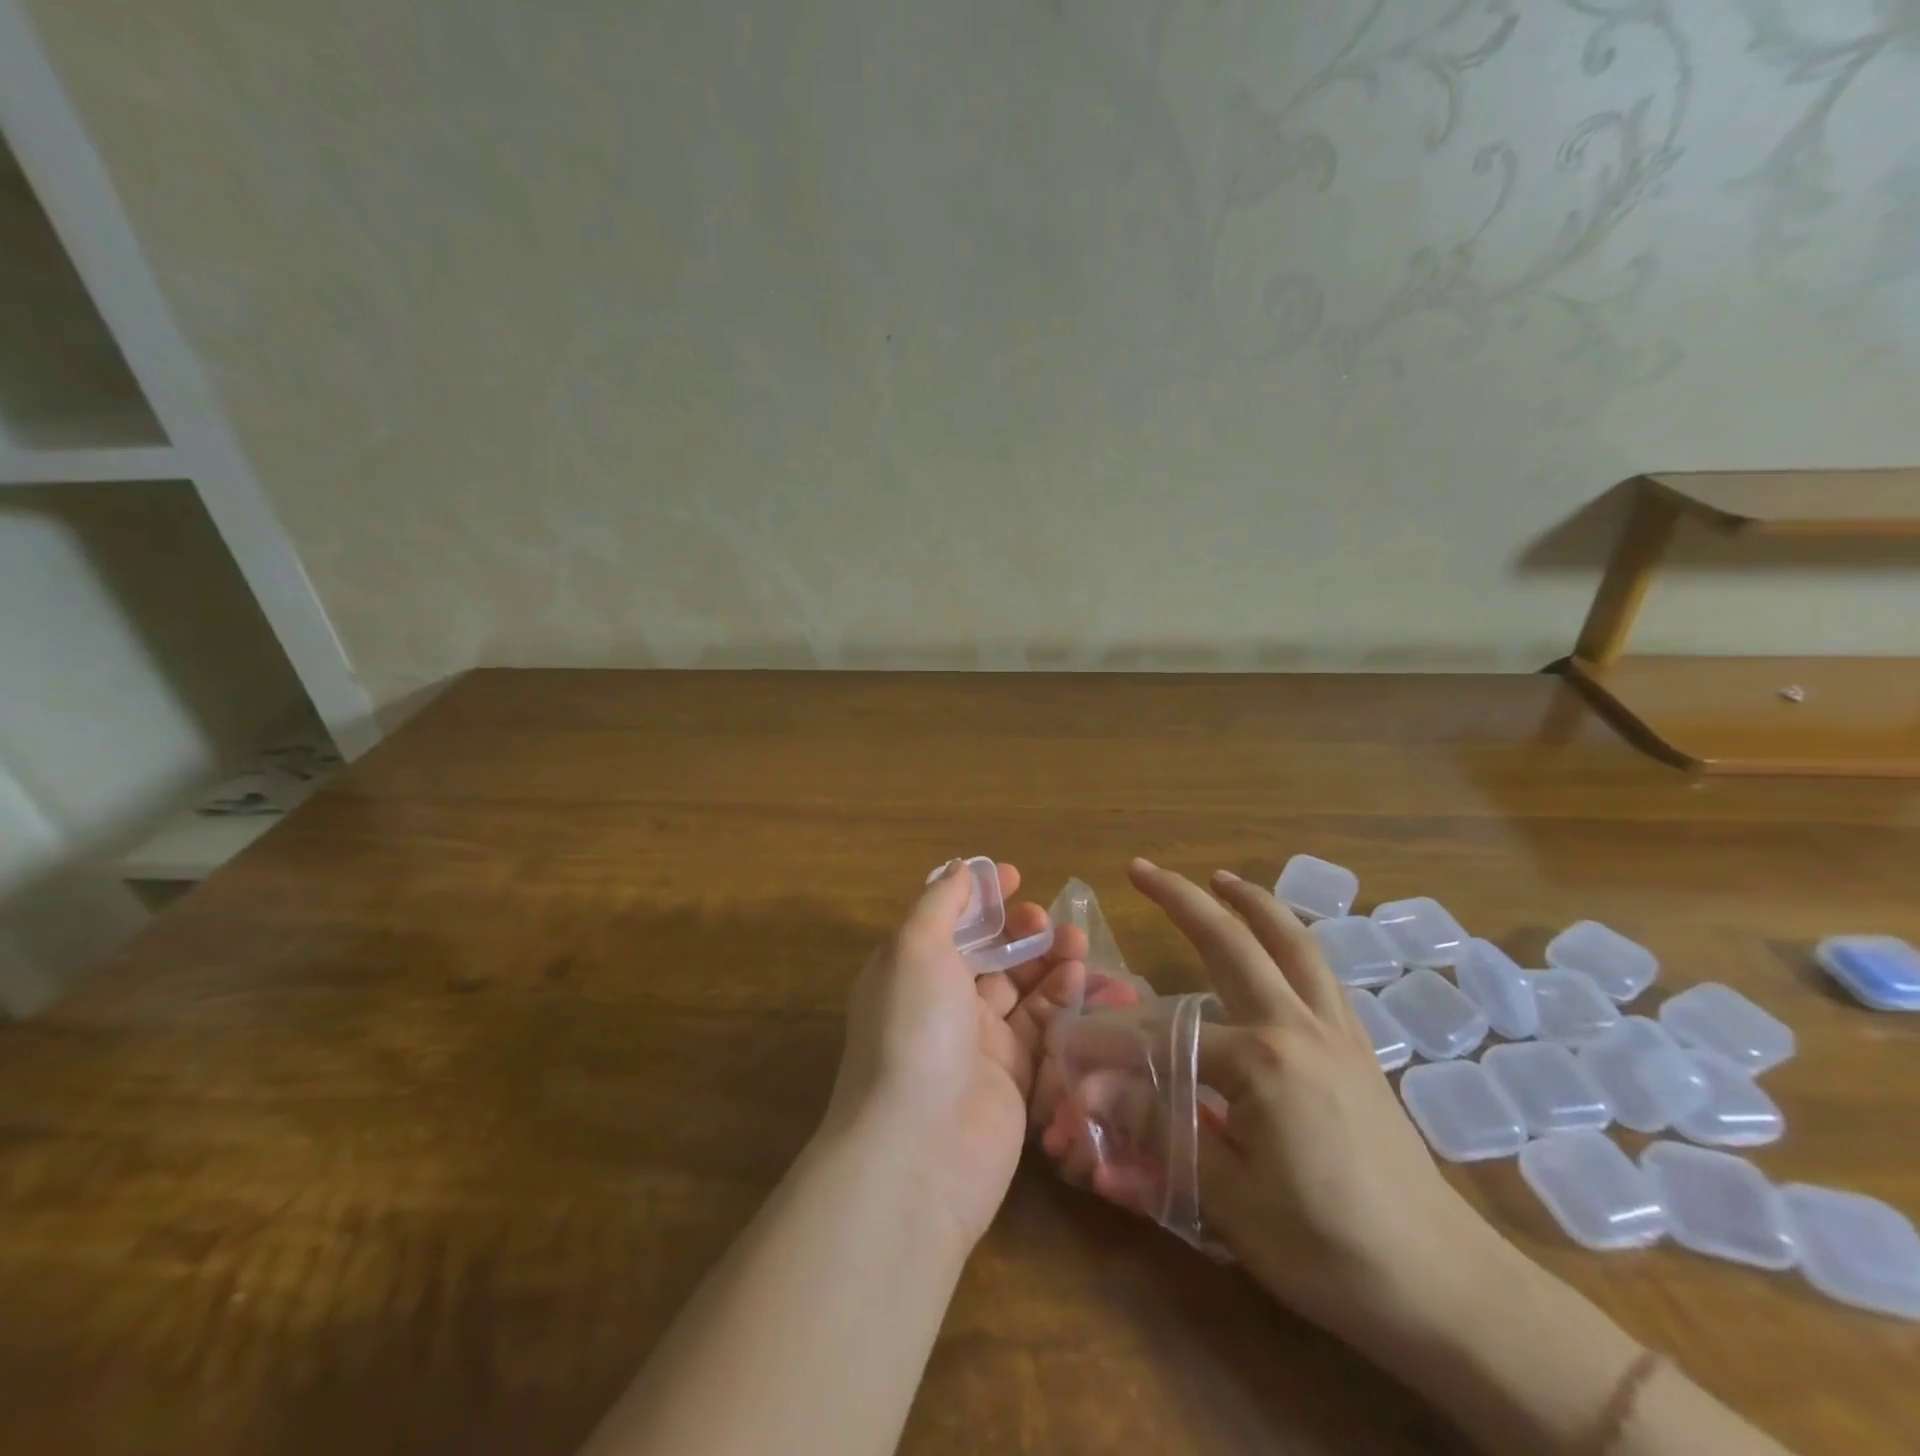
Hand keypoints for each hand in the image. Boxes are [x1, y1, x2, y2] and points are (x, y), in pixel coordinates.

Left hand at [823, 861, 1088, 1247]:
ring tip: (1079, 943)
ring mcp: (977, 1042)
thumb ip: (939, 903)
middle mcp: (941, 1003)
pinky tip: (1082, 979)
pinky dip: (1062, 1001)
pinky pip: (1042, 1028)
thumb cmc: (914, 1030)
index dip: (981, 898)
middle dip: (1021, 930)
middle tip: (1050, 920)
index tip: (1016, 878)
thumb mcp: (915, 948)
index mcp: (910, 970)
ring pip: (1021, 989)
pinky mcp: (1013, 1078)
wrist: (921, 1149)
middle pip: (989, 954)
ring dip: (1049, 961)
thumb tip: (960, 868)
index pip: (949, 922)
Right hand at [1126, 859, 1516, 1348]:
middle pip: (1234, 942)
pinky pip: (1321, 975)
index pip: (1164, 1032)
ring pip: (1293, 943)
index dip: (1111, 1039)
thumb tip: (1092, 1093)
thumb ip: (1159, 1131)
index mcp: (1262, 1059)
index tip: (1069, 1044)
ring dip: (1252, 903)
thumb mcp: (1230, 1200)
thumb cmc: (1331, 1251)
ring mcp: (1336, 1031)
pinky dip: (1292, 942)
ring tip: (1222, 879)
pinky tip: (1278, 946)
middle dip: (1183, 898)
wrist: (1446, 1291)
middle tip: (1141, 869)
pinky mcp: (1359, 1050)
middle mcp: (1298, 1025)